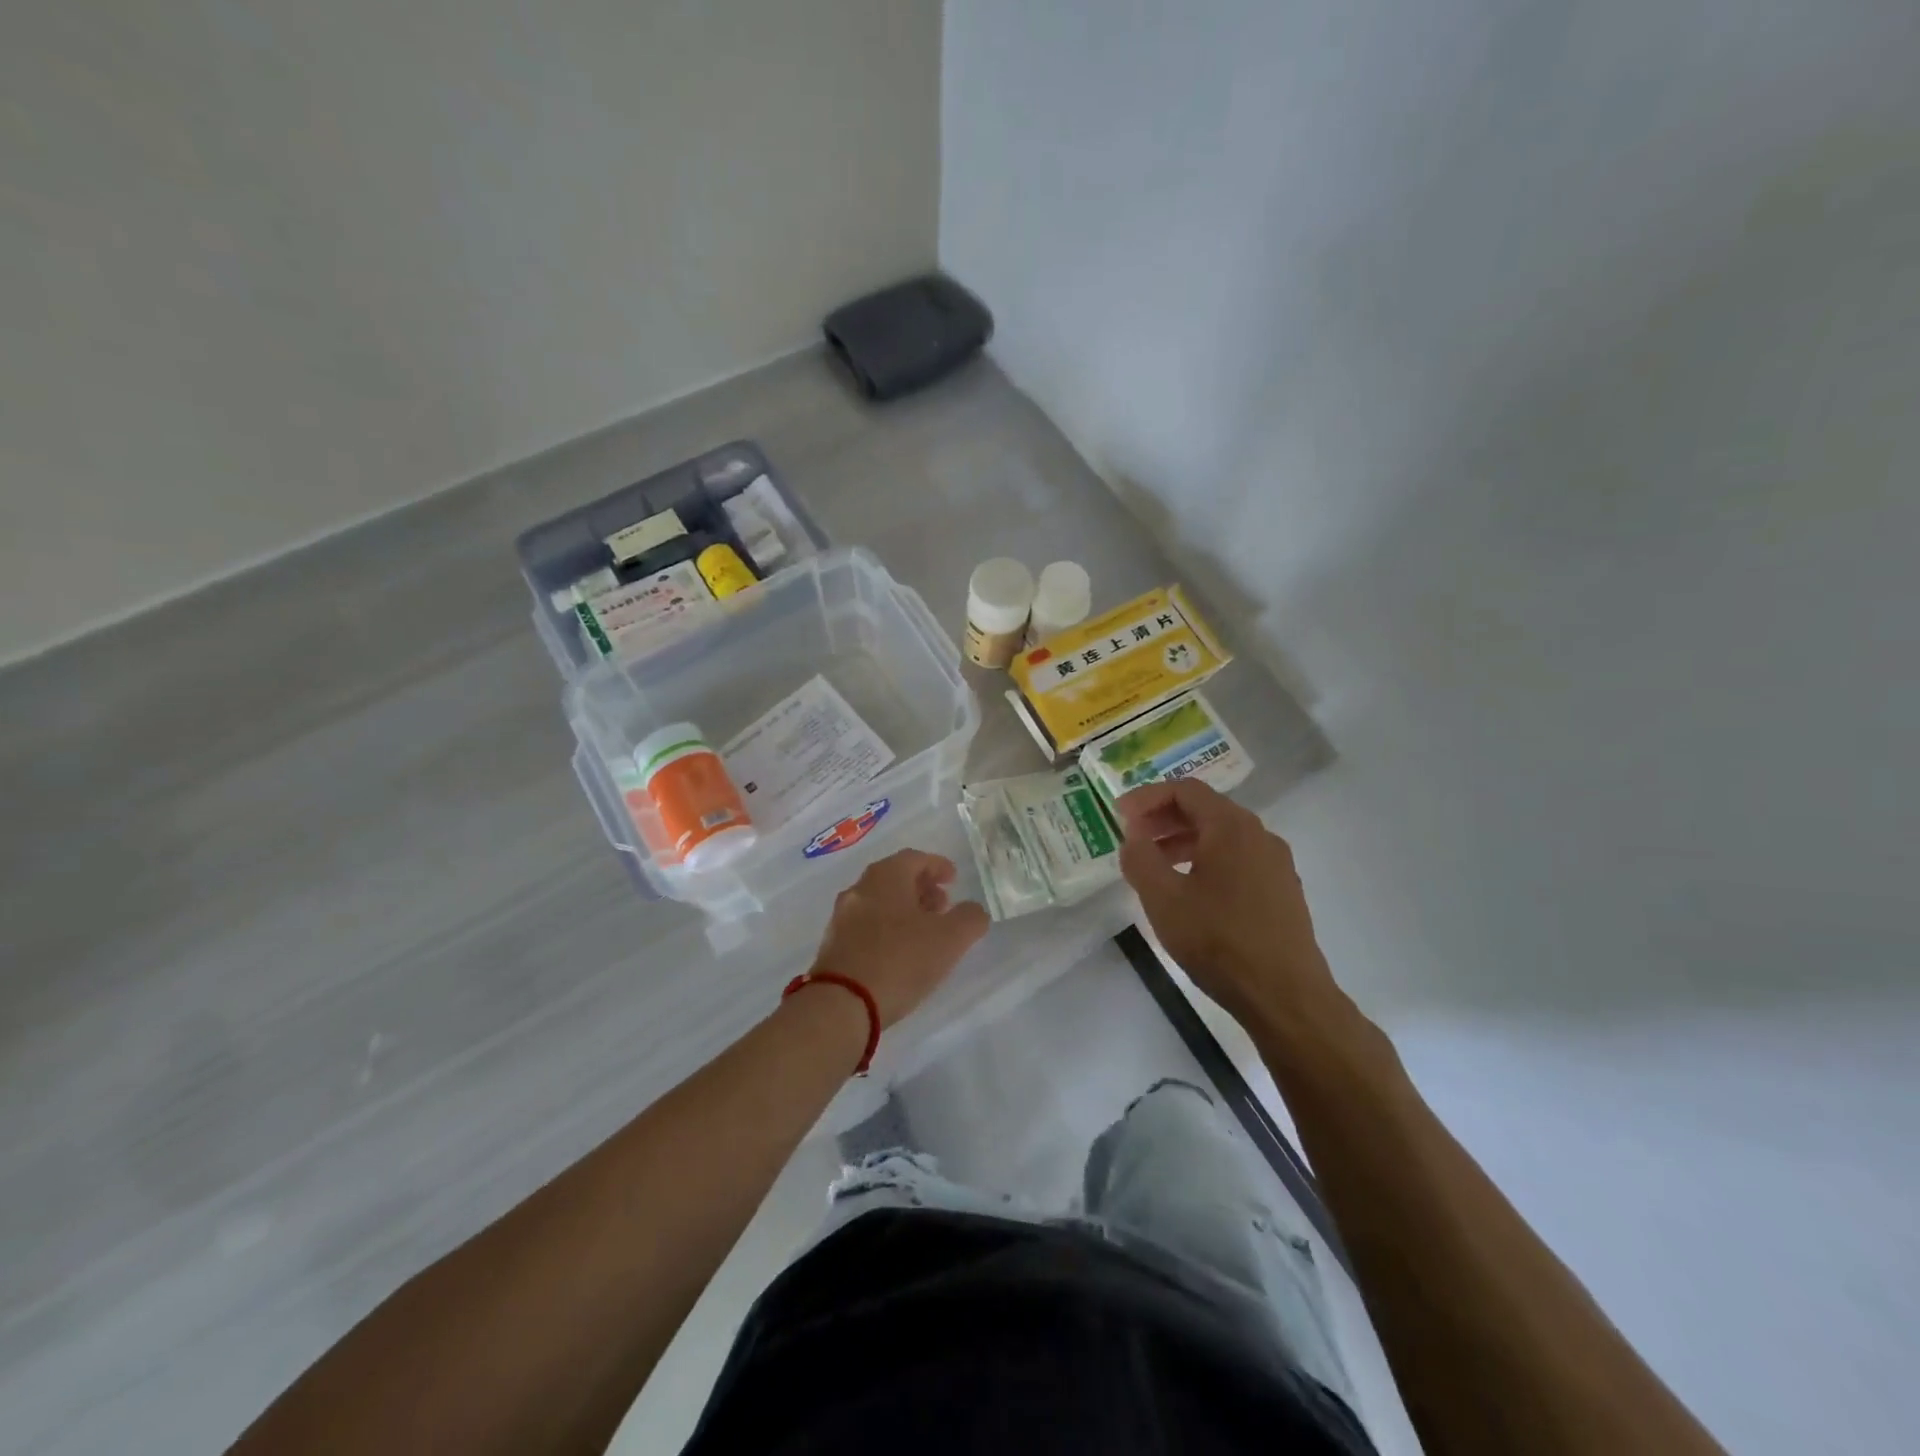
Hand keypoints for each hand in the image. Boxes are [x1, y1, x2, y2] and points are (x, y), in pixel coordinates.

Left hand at [809, 849, 990, 1028]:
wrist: (841, 1004)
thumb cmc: (900, 960)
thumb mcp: (950, 939)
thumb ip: (970, 919)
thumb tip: (973, 910)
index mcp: (886, 877)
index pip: (915, 858)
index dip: (938, 866)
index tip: (954, 879)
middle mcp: (860, 889)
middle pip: (895, 878)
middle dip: (922, 889)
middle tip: (943, 906)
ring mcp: (842, 917)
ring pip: (879, 902)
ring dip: (904, 910)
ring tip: (925, 933)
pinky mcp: (833, 945)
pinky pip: (866, 925)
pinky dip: (887, 929)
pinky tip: (900, 953)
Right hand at [1115, 780, 1350, 1038]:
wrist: (1285, 997)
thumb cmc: (1218, 940)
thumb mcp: (1163, 899)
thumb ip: (1140, 859)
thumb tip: (1133, 838)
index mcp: (1232, 827)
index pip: (1185, 790)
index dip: (1147, 797)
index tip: (1119, 815)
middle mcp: (1260, 836)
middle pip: (1206, 810)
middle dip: (1164, 818)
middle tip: (1132, 837)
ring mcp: (1276, 865)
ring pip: (1222, 837)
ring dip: (1183, 841)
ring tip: (1154, 866)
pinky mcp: (1282, 892)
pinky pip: (1238, 860)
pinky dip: (1206, 861)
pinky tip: (1189, 892)